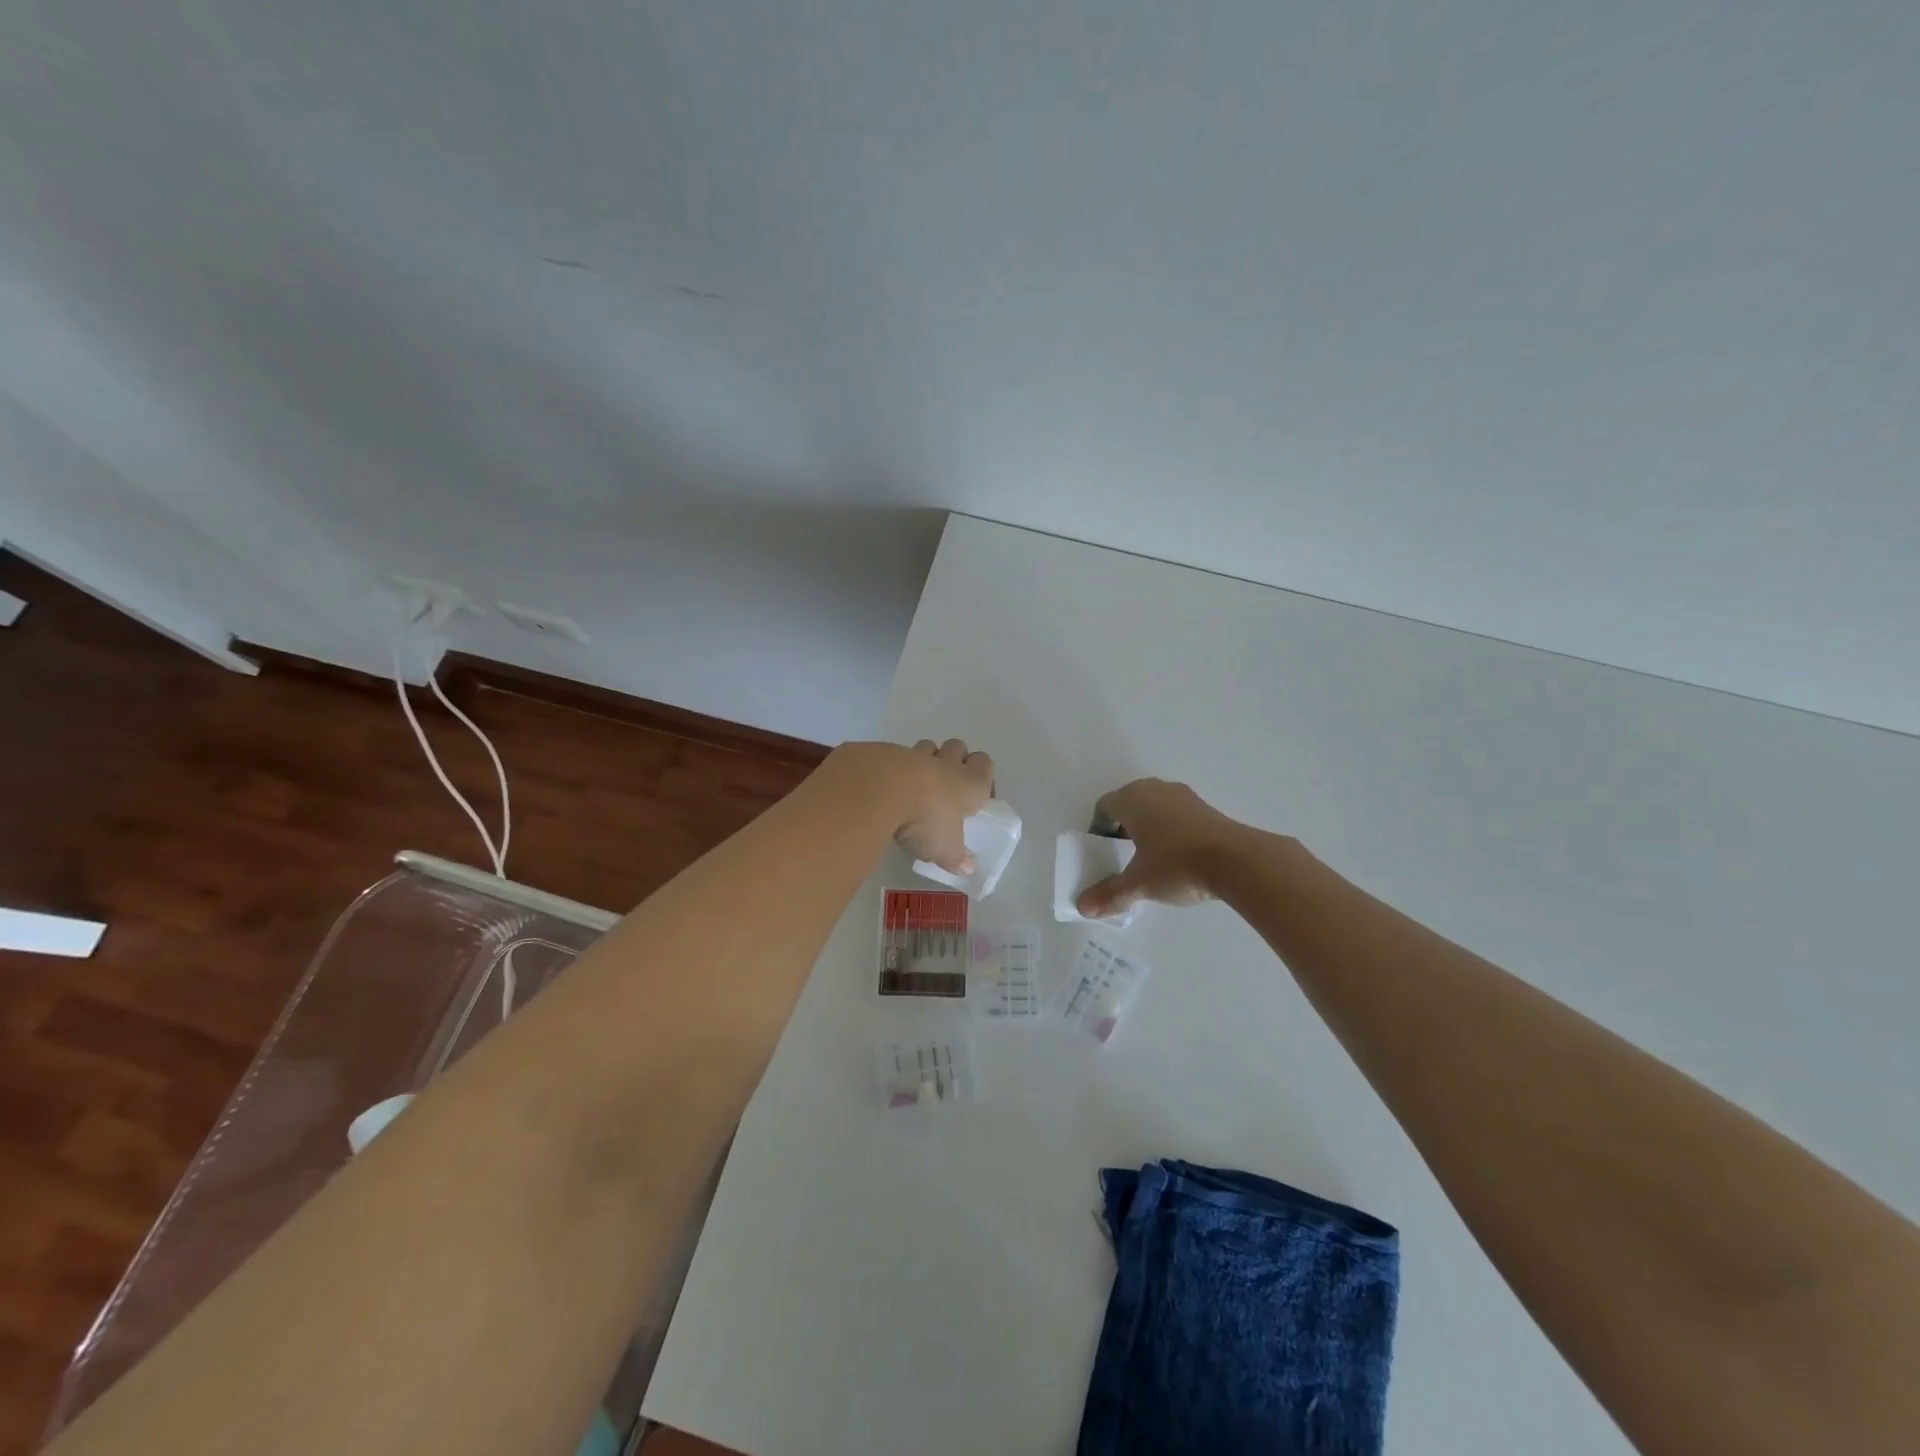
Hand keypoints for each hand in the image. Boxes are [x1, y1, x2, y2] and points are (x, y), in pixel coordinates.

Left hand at [893, 738, 994, 873]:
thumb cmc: (928, 819)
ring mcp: (916, 755)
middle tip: (945, 787)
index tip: (974, 795)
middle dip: (953, 760)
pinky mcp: (887, 753)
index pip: (985, 765)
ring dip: (924, 760)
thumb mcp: (945, 848)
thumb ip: (956, 857)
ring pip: (928, 747)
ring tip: (915, 786)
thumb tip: (968, 869)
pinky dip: (895, 768)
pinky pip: (897, 756)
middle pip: (957, 747)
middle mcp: (947, 764)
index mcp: (970, 783)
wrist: (885, 789)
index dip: (981, 775)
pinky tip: (888, 788)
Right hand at [1076, 779, 1246, 919]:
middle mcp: (1154, 789)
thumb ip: (1110, 894)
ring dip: (1149, 826)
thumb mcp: (1139, 883)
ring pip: (1155, 806)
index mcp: (1131, 800)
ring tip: (1152, 857)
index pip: (1104, 806)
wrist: (1236, 860)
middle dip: (1124, 826)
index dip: (1099, 828)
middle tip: (1124, 854)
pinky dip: (1172, 829)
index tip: (1103, 851)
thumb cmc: (1176, 865)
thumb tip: (1083, 908)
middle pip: (1130, 803)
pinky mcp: (1206, 806)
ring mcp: (1183, 795)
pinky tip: (1179, 856)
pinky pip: (1177, 814)